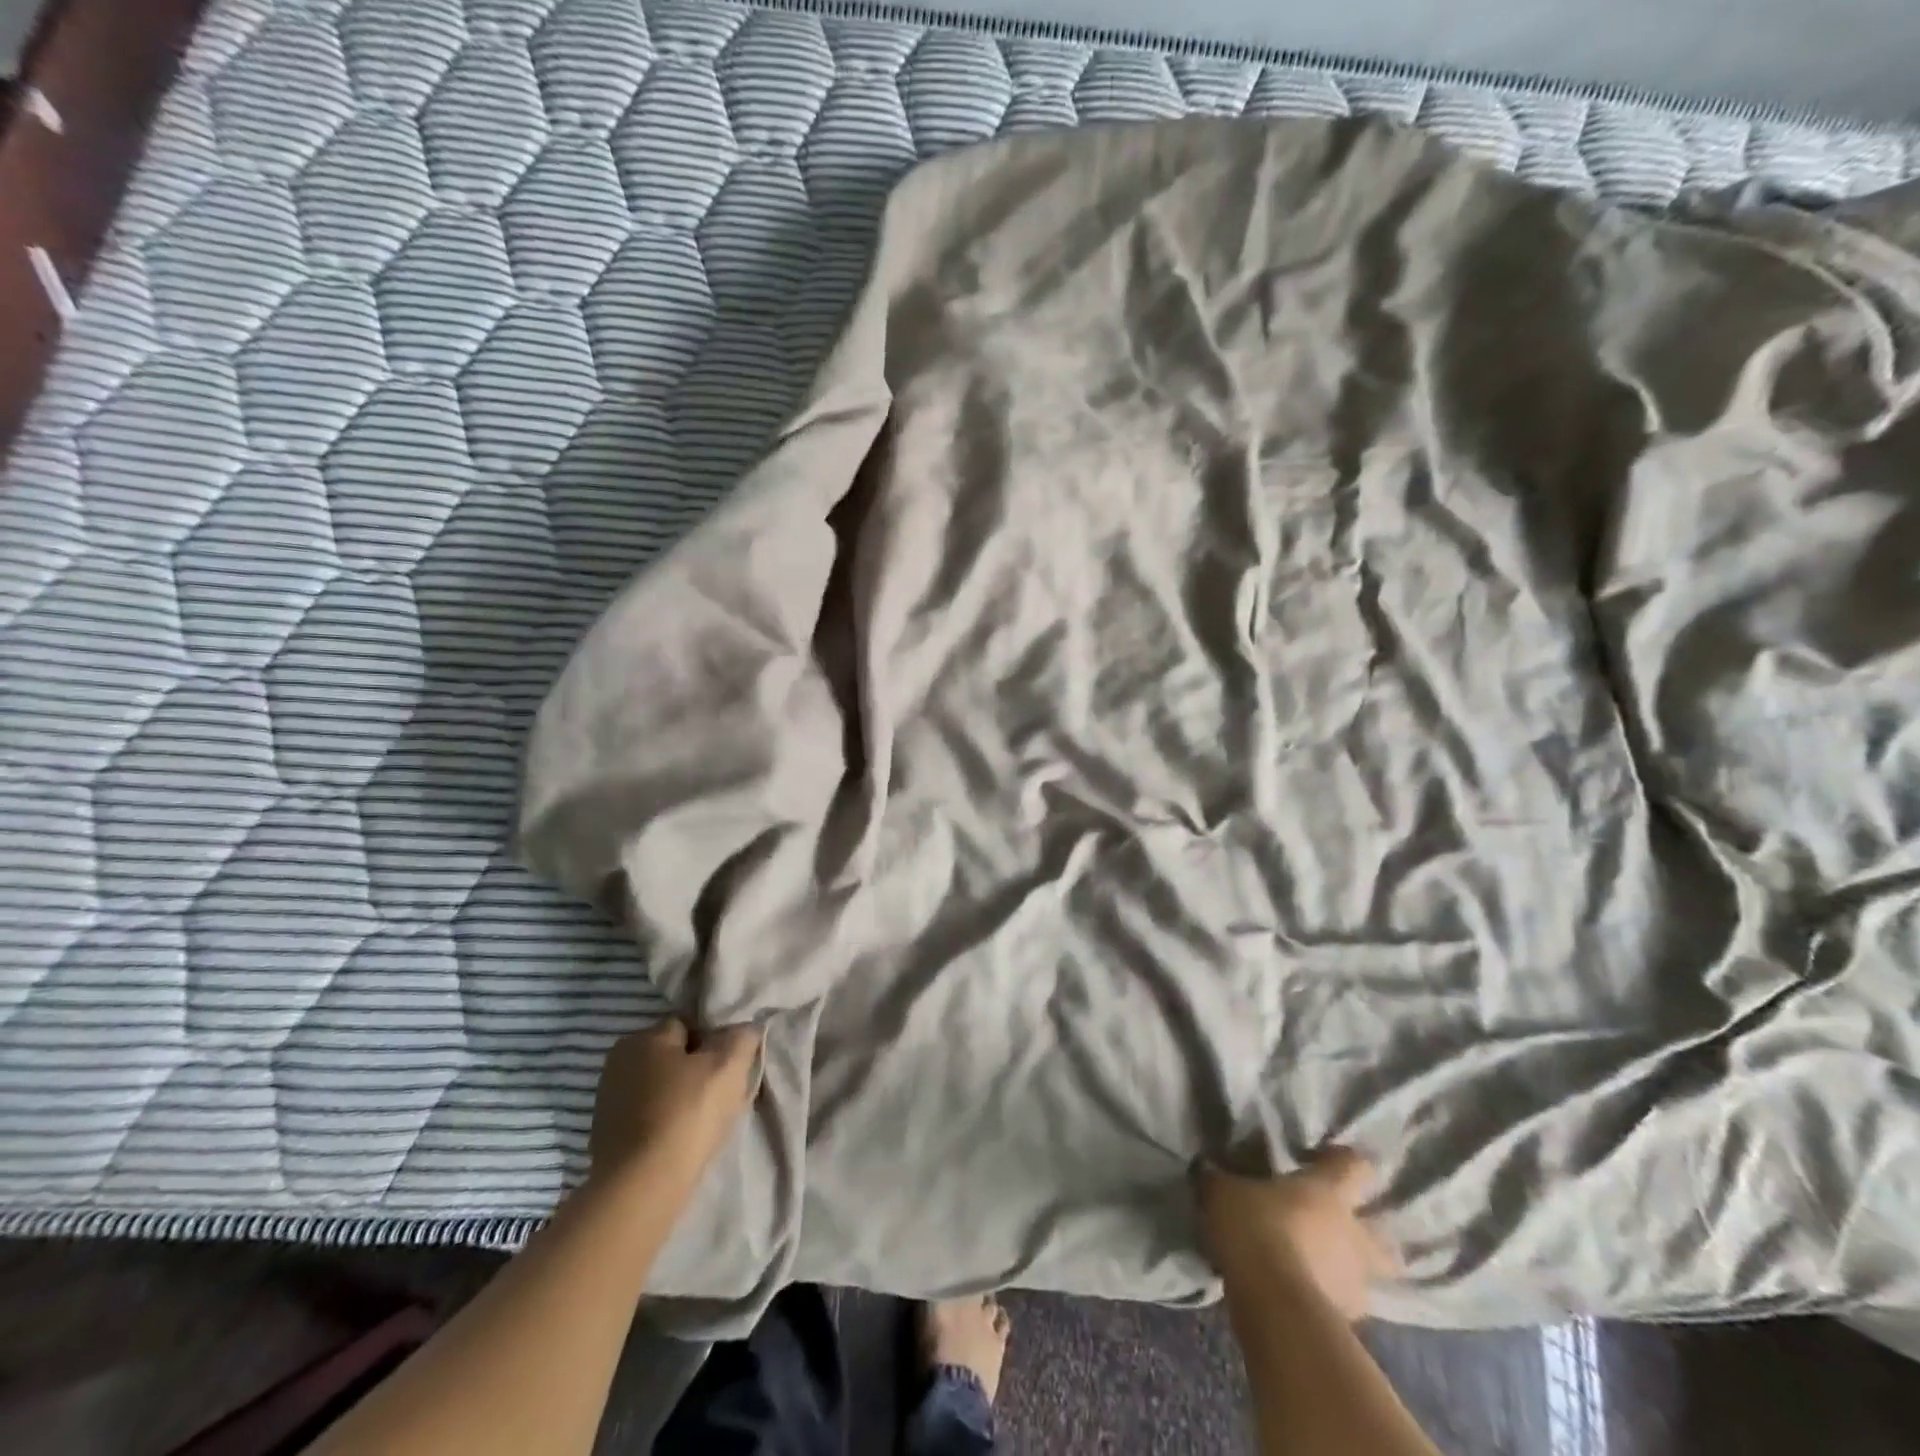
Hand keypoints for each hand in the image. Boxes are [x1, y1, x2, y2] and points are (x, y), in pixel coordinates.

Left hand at [589, 1018, 762, 1189]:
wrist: (641, 1188)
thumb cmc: (687, 1113)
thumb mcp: (729, 1065)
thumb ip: (741, 1037)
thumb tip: (745, 1028)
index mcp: (642, 1037)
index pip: (689, 1026)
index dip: (714, 1042)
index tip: (730, 1067)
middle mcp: (618, 1061)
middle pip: (673, 1056)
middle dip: (696, 1070)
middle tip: (721, 1093)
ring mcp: (608, 1100)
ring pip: (660, 1087)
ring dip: (680, 1097)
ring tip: (703, 1121)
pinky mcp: (606, 1135)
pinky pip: (647, 1115)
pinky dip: (664, 1122)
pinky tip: (680, 1140)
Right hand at [1198, 1147, 1397, 1321]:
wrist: (1274, 1303)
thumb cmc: (1255, 1228)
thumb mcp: (1222, 1192)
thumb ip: (1218, 1178)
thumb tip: (1206, 1167)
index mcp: (1329, 1192)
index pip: (1355, 1166)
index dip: (1342, 1162)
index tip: (1320, 1161)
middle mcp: (1353, 1234)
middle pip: (1381, 1234)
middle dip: (1364, 1234)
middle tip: (1333, 1230)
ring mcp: (1356, 1282)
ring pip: (1365, 1275)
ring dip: (1345, 1272)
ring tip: (1313, 1269)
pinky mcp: (1349, 1323)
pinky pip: (1342, 1305)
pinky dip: (1327, 1301)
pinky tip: (1301, 1297)